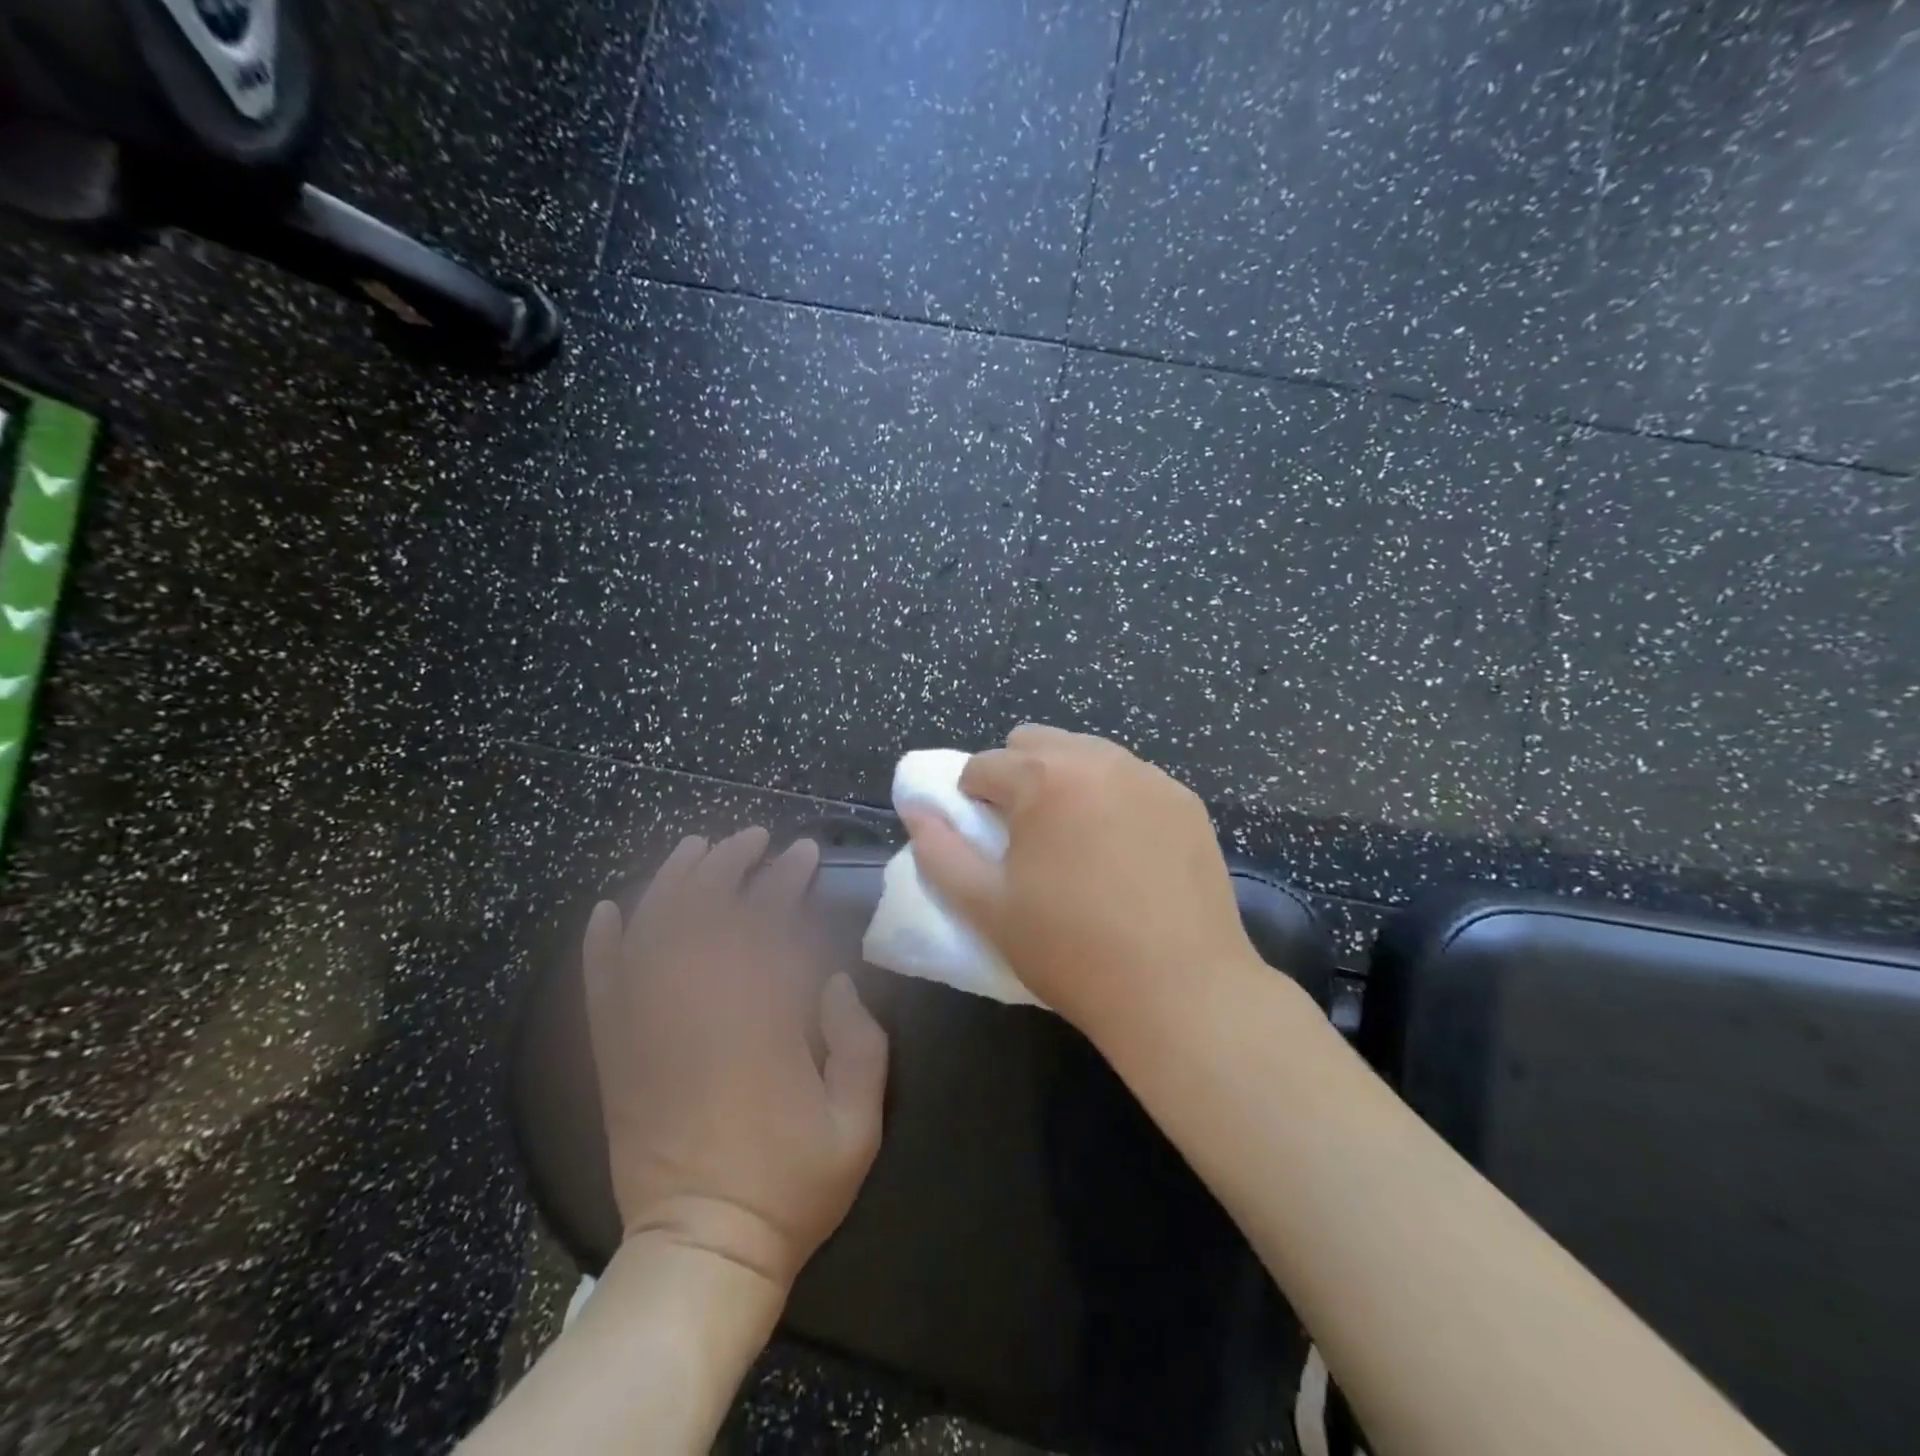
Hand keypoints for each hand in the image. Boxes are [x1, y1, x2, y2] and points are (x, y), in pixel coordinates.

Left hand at [583, 828, 888, 1292]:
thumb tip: (834, 982)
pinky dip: (601, 947)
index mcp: (761, 1026)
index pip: (767, 927)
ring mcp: (649, 1036)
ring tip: (694, 850)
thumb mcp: (858, 1124)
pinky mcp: (617, 1060)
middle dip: (729, 865)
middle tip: (752, 839)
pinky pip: (600, 992)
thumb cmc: (789, 1189)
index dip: (785, 880)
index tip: (803, 853)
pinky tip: (608, 910)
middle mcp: (699, 1016)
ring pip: (650, 939)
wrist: (702, 1254)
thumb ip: (861, 1044)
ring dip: (671, 885)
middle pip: (704, 917)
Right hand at [900, 725, 1257, 1038]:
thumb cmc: (1070, 950)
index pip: (983, 765)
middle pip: (1035, 743)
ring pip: (1087, 753)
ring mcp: (1149, 776)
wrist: (1179, 991)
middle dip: (1017, 777)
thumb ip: (940, 852)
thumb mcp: (987, 908)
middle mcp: (1099, 759)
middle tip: (1026, 835)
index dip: (970, 801)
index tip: (985, 843)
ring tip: (1075, 841)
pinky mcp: (1185, 801)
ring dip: (1065, 781)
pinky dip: (1112, 797)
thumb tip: (916, 810)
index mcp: (1044, 778)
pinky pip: (1131, 779)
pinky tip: (1123, 851)